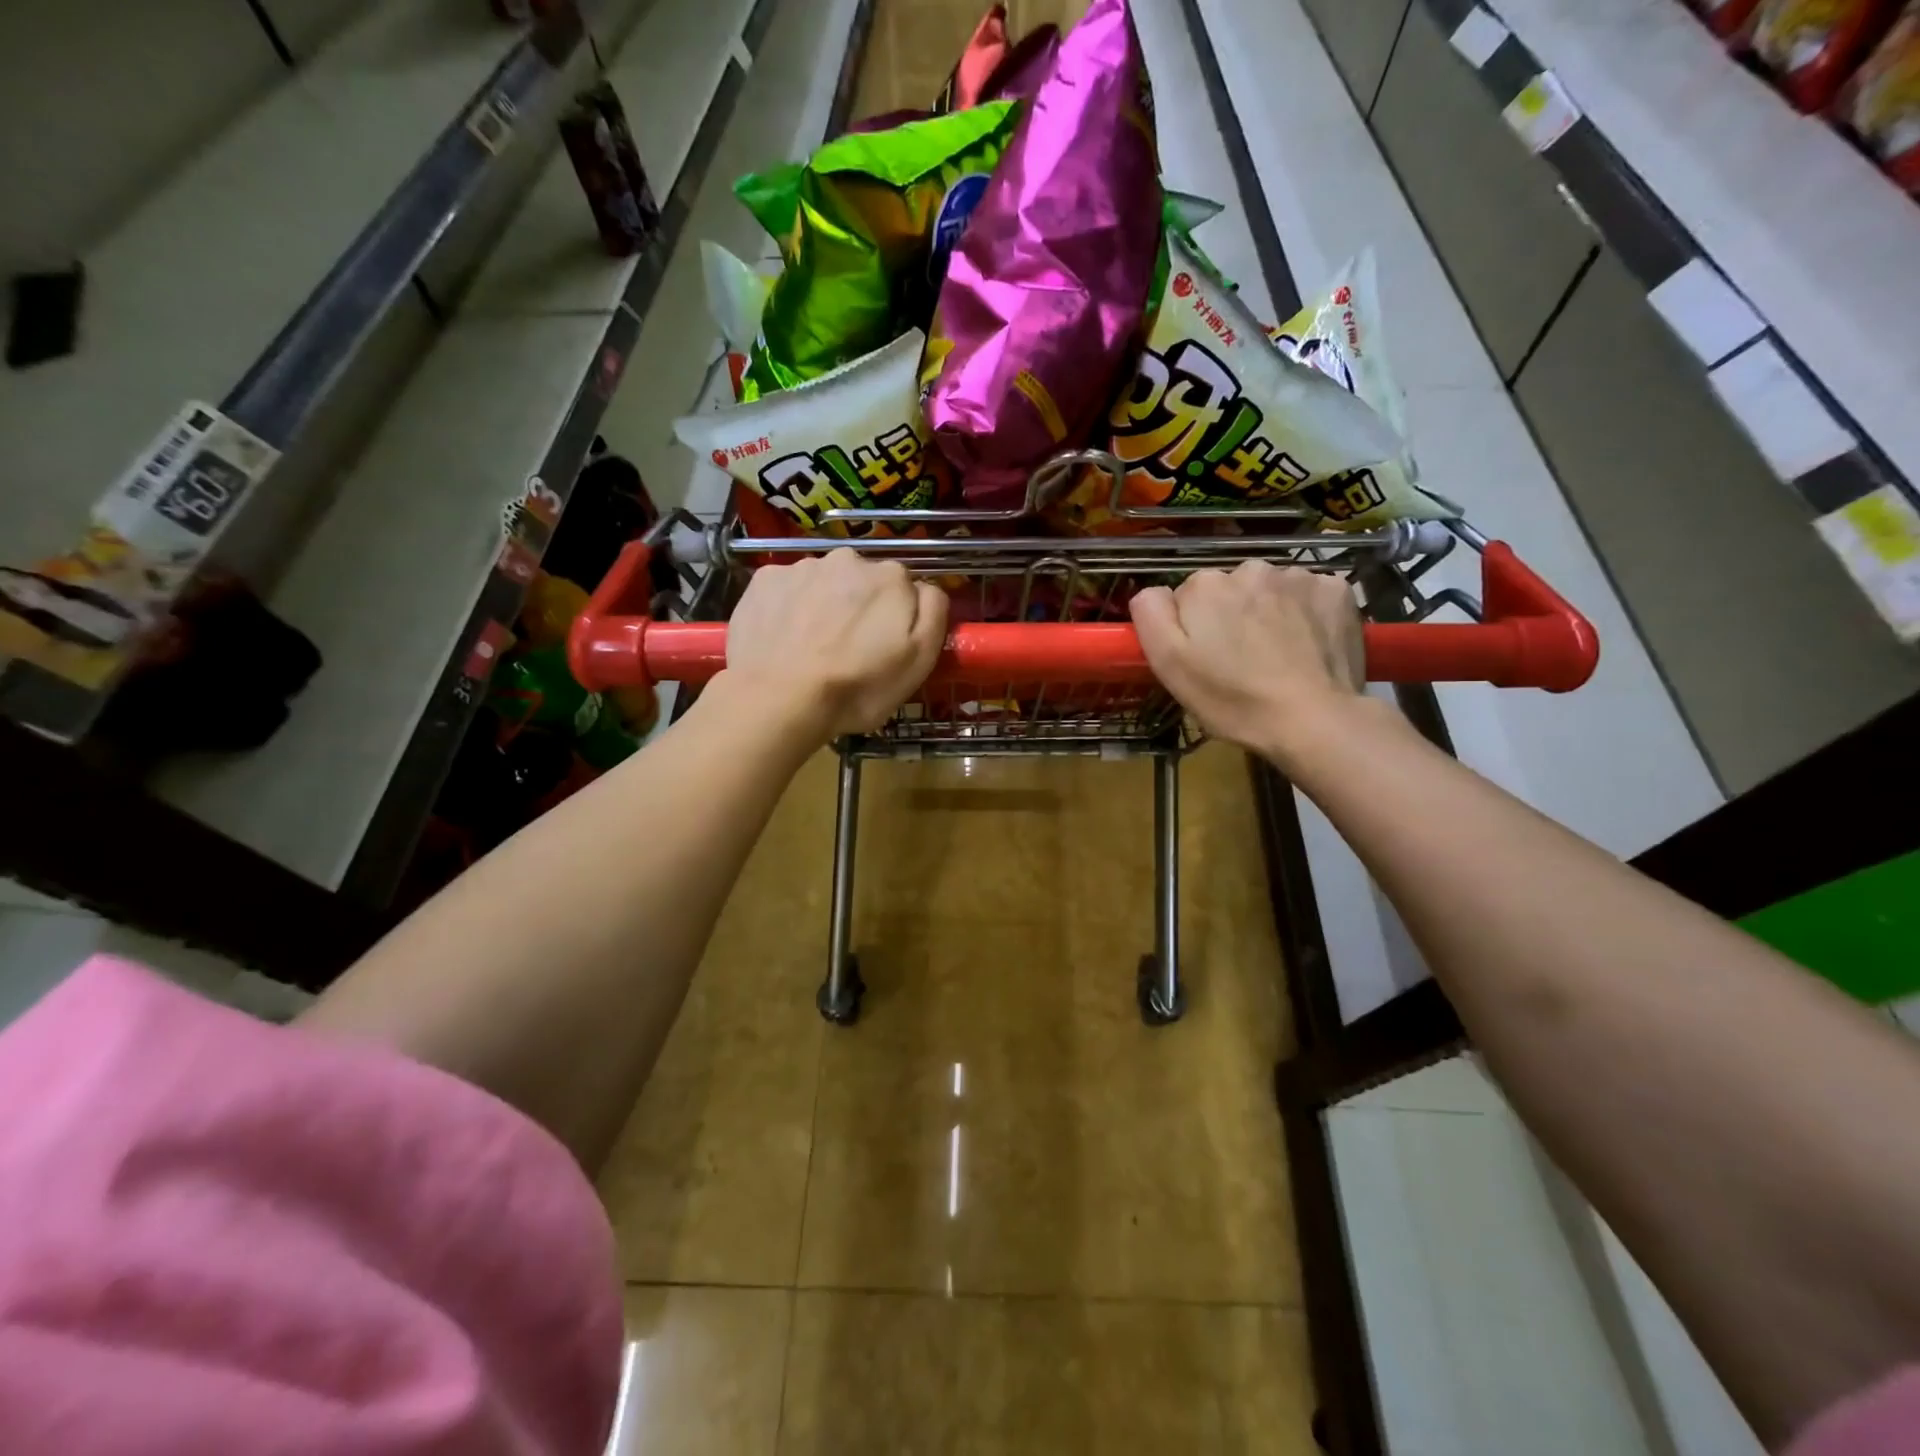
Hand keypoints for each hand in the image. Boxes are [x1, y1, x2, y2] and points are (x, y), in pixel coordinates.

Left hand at [723, 549, 946, 738]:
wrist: (779, 699)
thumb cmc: (857, 687)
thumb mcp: (919, 660)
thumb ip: (933, 613)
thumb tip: (924, 589)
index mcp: (891, 577)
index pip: (904, 589)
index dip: (897, 619)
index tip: (884, 647)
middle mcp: (847, 559)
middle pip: (862, 582)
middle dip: (859, 607)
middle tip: (848, 650)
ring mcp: (802, 566)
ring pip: (823, 583)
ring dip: (823, 606)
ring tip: (812, 648)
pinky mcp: (764, 580)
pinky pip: (787, 589)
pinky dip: (788, 607)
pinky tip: (784, 639)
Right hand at [1130, 562, 1364, 762]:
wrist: (1312, 719)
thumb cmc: (1232, 698)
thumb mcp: (1169, 665)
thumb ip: (1151, 615)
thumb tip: (1153, 591)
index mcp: (1205, 585)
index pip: (1188, 596)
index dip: (1193, 627)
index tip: (1205, 658)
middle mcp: (1250, 568)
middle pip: (1231, 589)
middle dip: (1232, 615)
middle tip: (1241, 660)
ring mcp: (1298, 576)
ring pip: (1271, 590)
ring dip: (1269, 612)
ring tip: (1278, 654)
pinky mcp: (1337, 590)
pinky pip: (1310, 594)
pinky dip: (1307, 613)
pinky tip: (1308, 644)